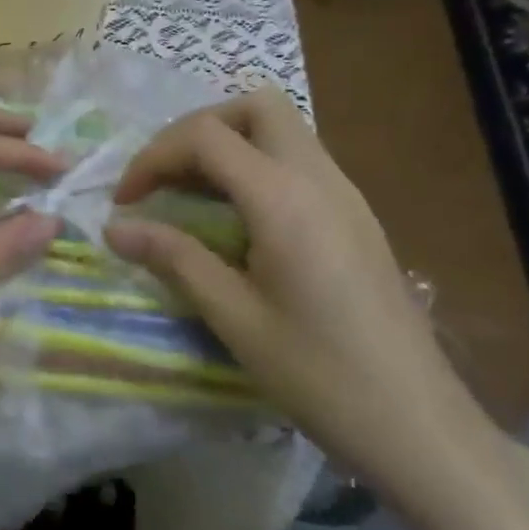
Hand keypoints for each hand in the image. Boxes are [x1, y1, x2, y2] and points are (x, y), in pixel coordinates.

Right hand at [104, 88, 488, 503]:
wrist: (414, 422)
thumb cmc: (317, 373)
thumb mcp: (233, 317)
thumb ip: (174, 258)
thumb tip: (114, 229)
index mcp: (283, 199)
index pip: (206, 136)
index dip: (153, 157)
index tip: (125, 202)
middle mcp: (319, 178)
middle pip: (255, 107)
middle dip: (197, 129)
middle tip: (164, 178)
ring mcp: (345, 194)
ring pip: (282, 129)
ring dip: (228, 145)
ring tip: (190, 196)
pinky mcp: (355, 215)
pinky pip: (299, 161)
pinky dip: (256, 167)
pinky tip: (236, 219)